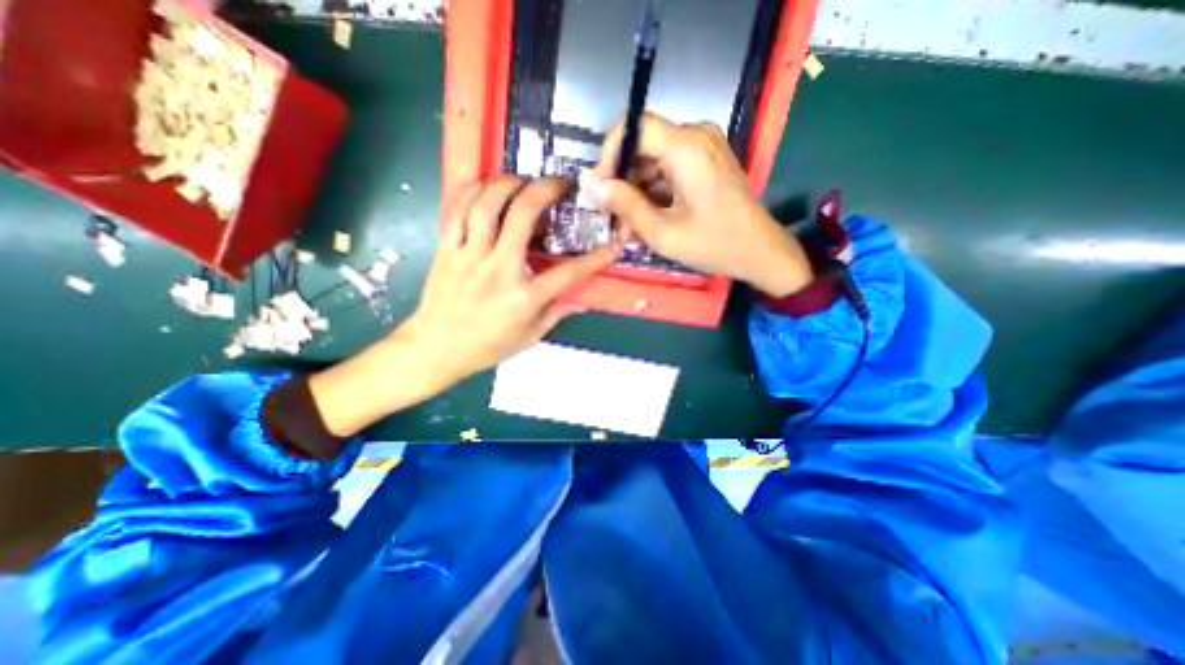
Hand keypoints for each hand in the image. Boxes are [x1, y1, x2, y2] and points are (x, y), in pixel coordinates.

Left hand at [400, 177, 621, 383]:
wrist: (436, 349)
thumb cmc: (487, 347)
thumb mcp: (530, 336)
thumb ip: (556, 313)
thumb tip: (580, 299)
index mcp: (524, 296)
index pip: (569, 273)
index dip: (596, 259)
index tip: (613, 245)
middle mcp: (499, 269)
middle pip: (523, 215)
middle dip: (545, 190)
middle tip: (559, 183)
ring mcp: (470, 255)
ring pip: (487, 204)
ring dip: (508, 183)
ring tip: (523, 180)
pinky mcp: (447, 249)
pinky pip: (458, 210)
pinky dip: (474, 192)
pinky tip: (487, 188)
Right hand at [594, 114, 815, 294]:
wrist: (760, 252)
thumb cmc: (714, 244)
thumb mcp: (662, 232)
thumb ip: (625, 205)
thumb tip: (593, 185)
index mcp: (686, 147)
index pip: (633, 126)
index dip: (610, 153)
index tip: (602, 188)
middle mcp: (695, 137)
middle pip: (642, 147)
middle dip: (623, 184)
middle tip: (615, 221)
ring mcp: (703, 149)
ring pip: (653, 163)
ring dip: (637, 195)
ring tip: (630, 231)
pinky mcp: (706, 163)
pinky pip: (669, 171)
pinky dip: (655, 195)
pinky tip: (648, 222)